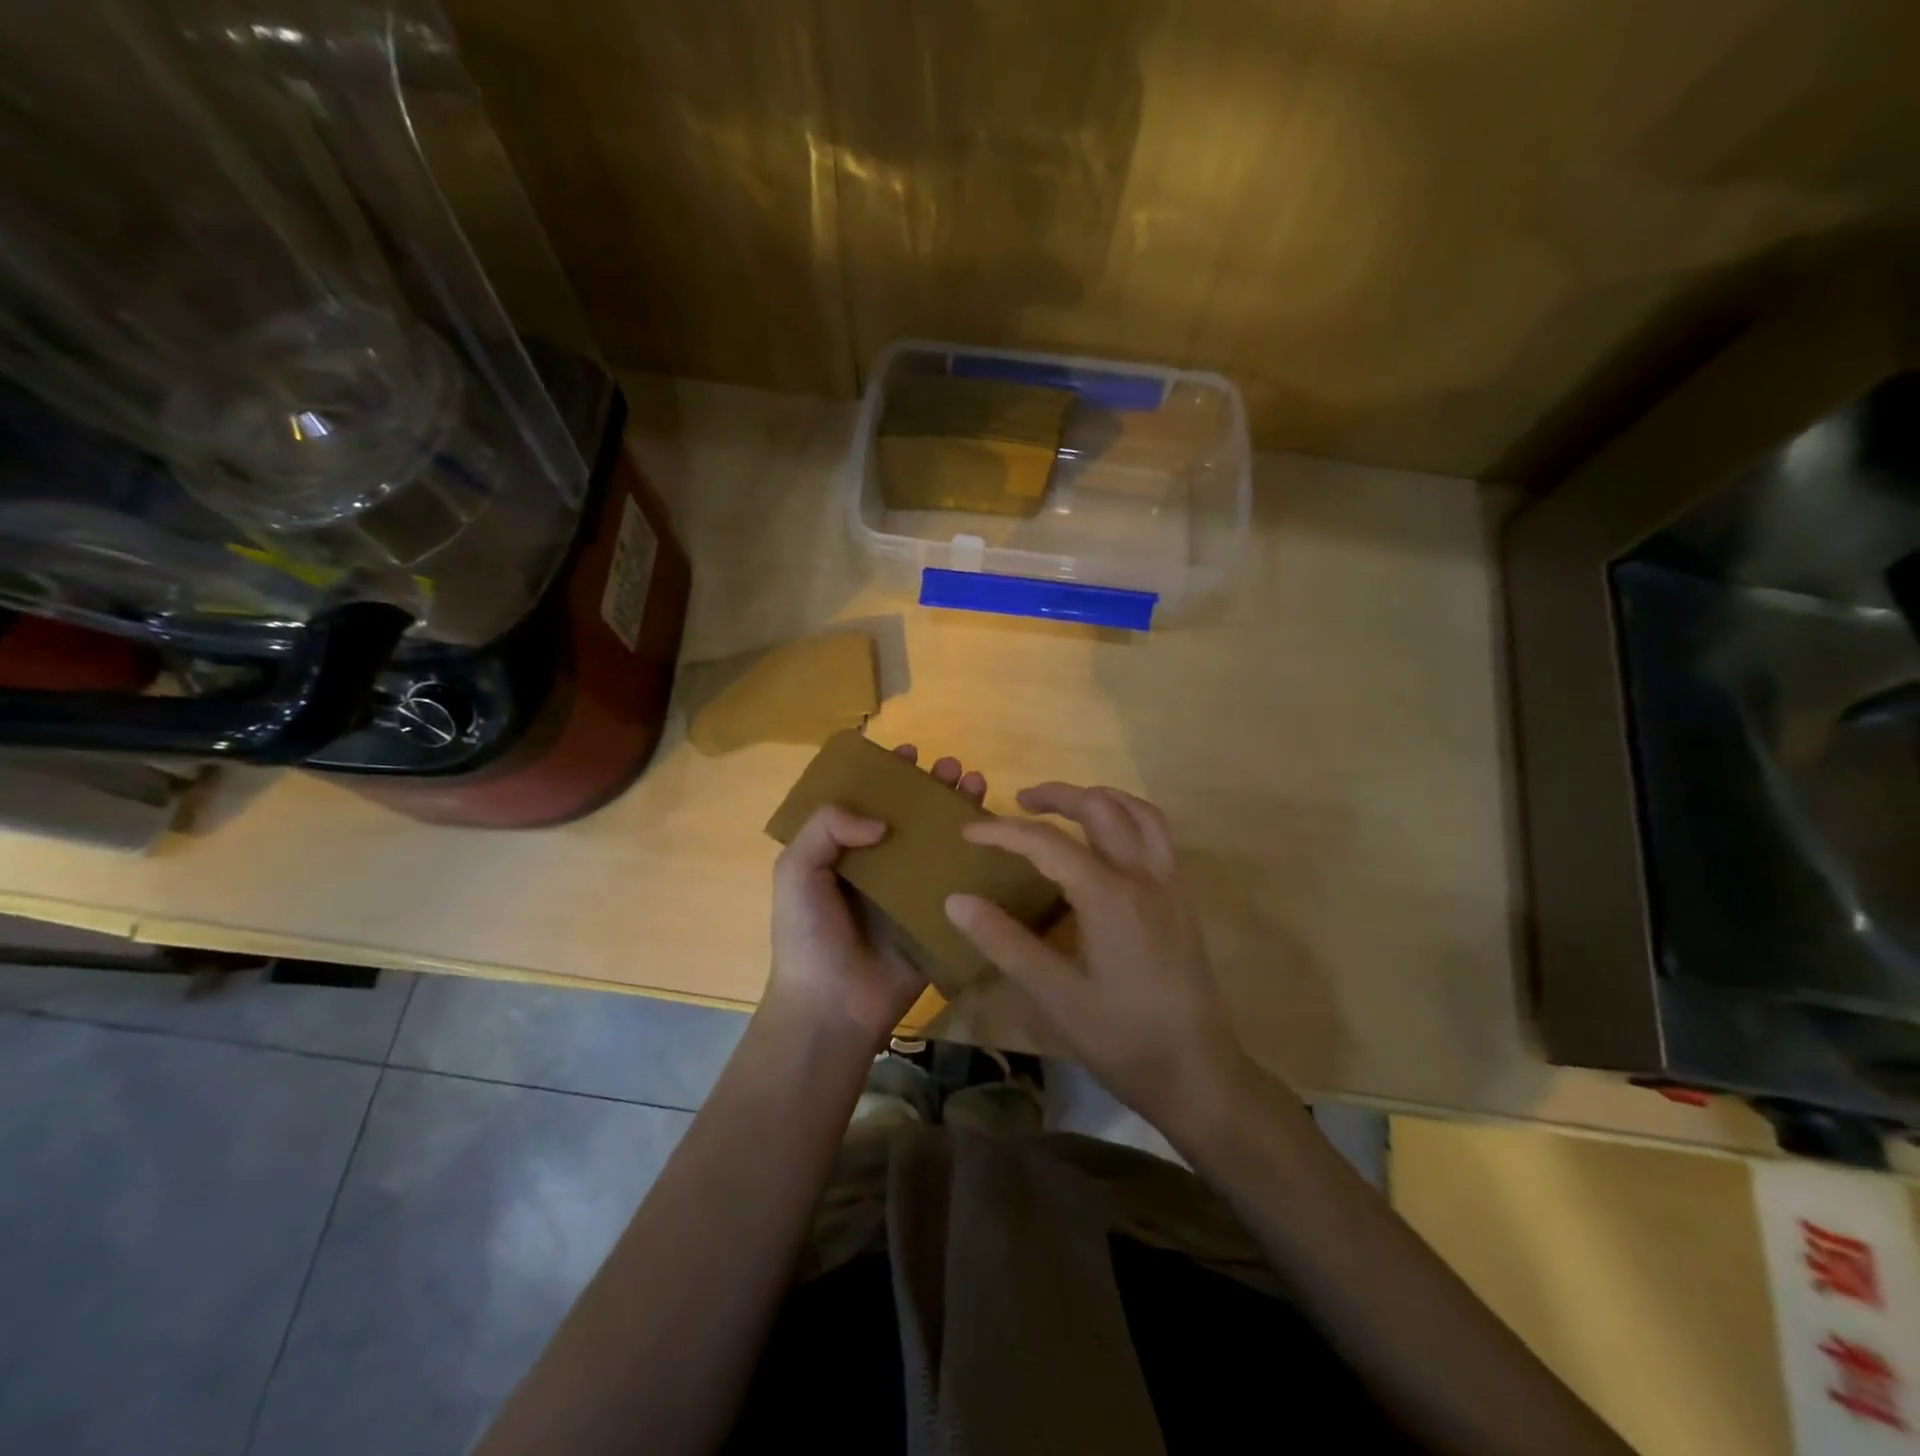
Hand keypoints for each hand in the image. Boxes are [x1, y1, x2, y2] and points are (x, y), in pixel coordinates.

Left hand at [767, 744, 986, 1052]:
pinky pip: (960, 882)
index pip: (869, 801)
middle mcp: (880, 865)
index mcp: (844, 852)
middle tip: (951, 767)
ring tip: (975, 784)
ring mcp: (911, 892)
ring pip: (939, 842)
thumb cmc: (808, 935)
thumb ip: (827, 827)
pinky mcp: (937, 917)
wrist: (833, 1006)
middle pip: (911, 815)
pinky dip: (978, 859)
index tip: (909, 753)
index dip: (888, 774)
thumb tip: (881, 820)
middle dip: (932, 786)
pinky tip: (994, 837)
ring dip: (959, 811)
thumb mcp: (797, 870)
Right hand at [944, 783, 1255, 1137]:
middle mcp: (1143, 877)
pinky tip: (1108, 843)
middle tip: (1019, 802)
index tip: (967, 832)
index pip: (1047, 843)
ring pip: (1139, 813)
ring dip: (1100, 798)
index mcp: (1109, 896)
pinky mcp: (1182, 900)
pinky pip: (1158, 835)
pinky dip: (1129, 818)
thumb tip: (957, 900)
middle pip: (1100, 809)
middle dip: (1057, 796)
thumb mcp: (1055, 997)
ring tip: (1066, 807)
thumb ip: (1005, 943)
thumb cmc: (1122, 1040)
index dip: (1003, 832)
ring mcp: (1170, 885)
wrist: (1198, 1074)